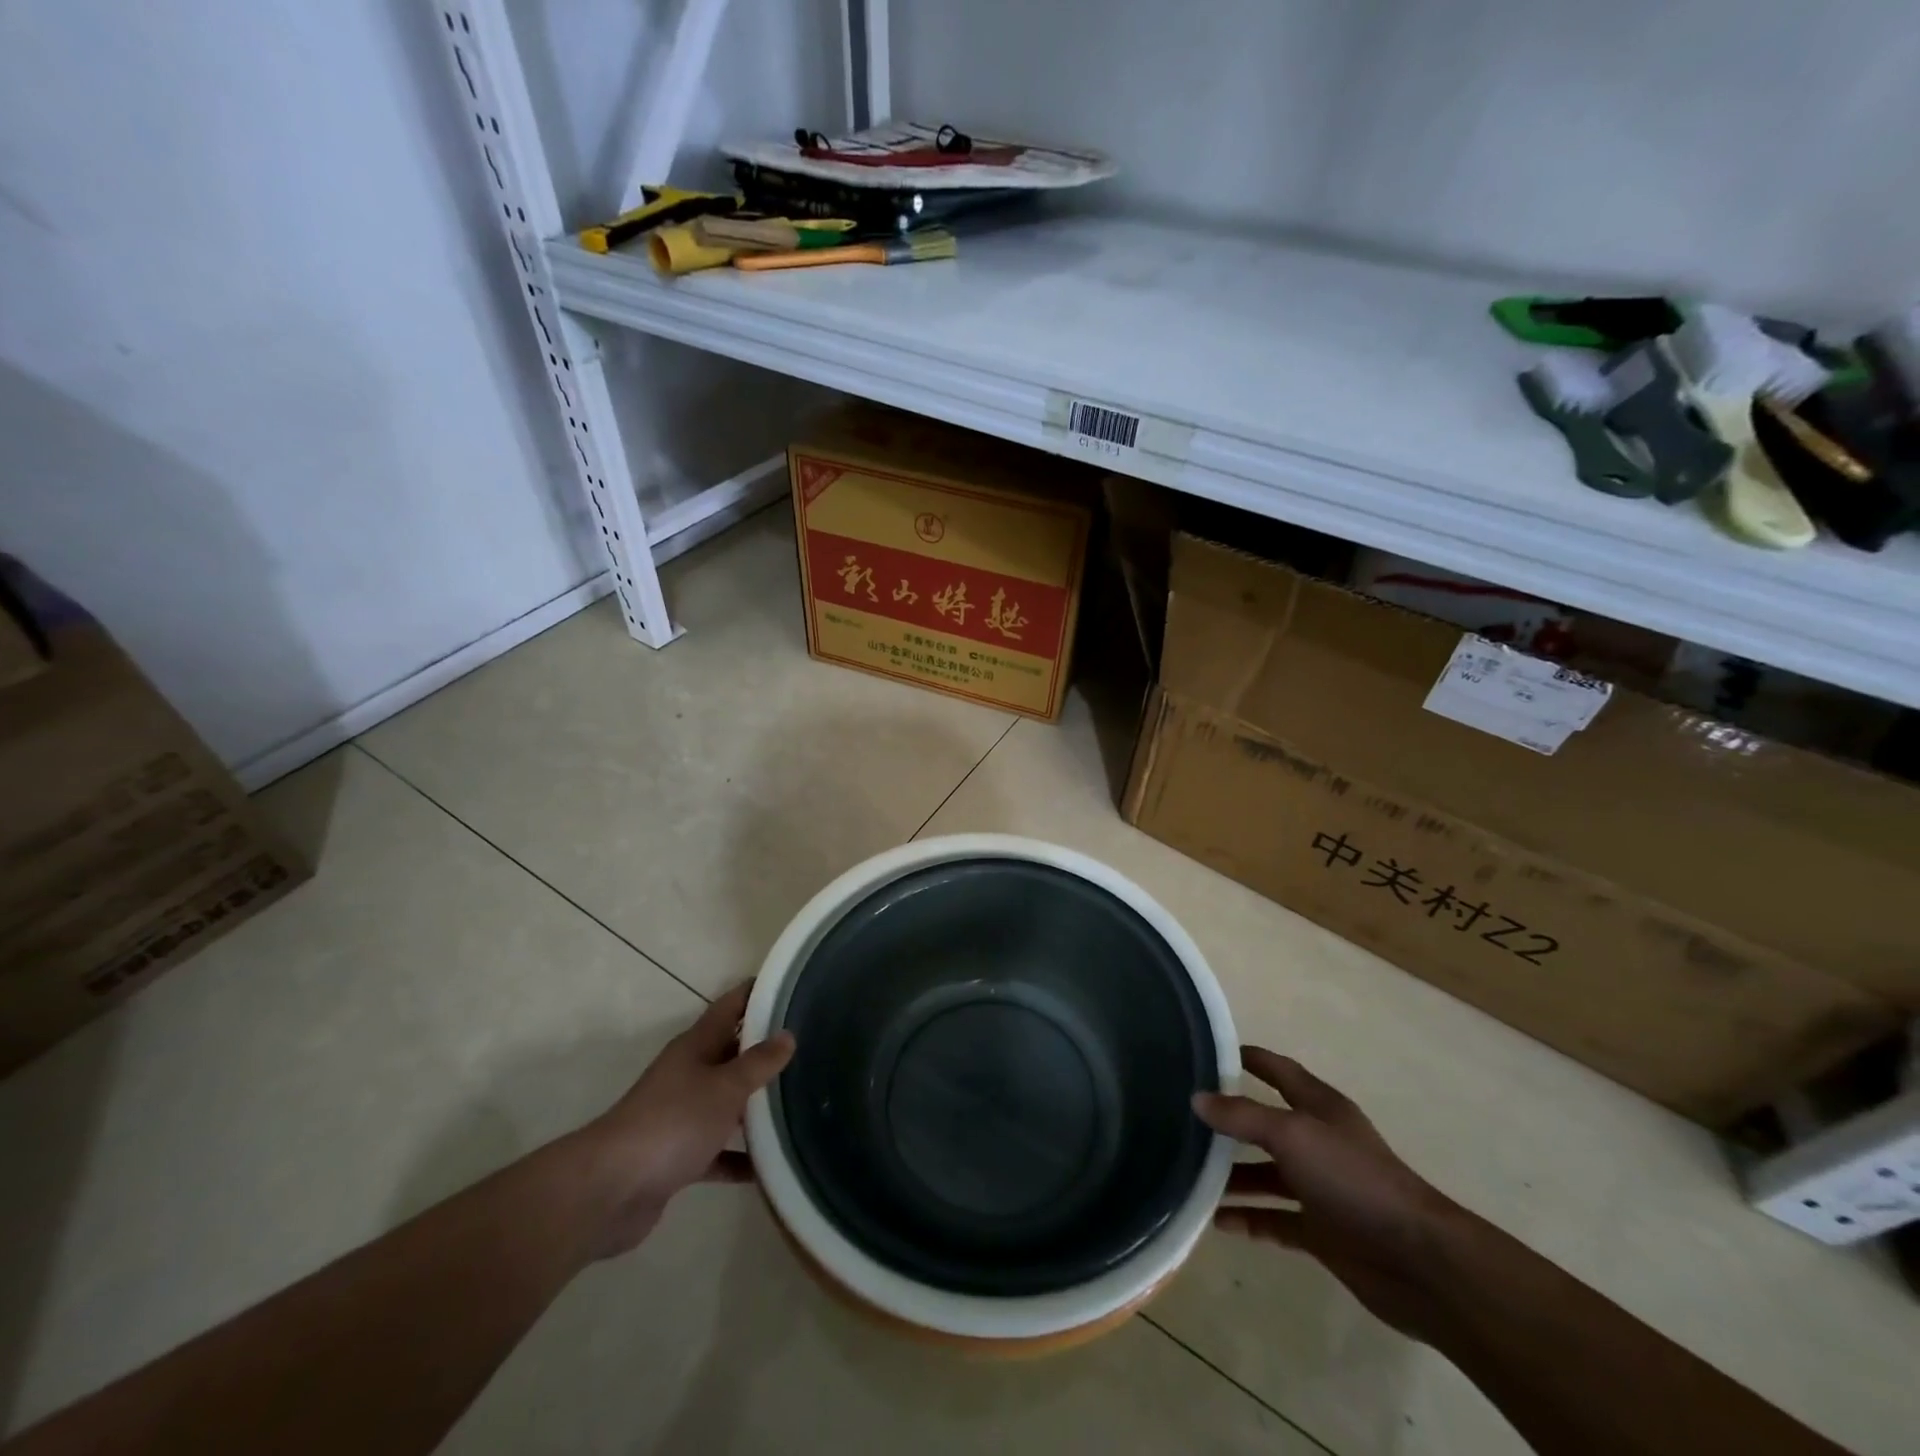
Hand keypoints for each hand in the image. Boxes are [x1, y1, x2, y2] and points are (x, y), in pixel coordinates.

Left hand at [574, 983, 795, 1257]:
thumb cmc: (674, 1121)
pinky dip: (740, 1157)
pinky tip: (769, 1166)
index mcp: (695, 1047)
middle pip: (731, 1053)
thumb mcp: (725, 1087)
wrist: (611, 1189)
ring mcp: (681, 1116)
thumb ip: (759, 1063)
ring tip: (799, 1103)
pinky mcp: (678, 1156)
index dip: (755, 993)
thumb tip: (788, 1035)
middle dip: (764, 1050)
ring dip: (755, 1105)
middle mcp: (688, 1074)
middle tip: (809, 1046)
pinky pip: (718, 1150)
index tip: (788, 986)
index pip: (729, 1007)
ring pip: (726, 1103)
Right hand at [1194, 1048, 1458, 1341]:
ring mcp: (1321, 1188)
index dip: (1247, 1058)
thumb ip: (1242, 1116)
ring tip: (1189, 1175)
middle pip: (1265, 1124)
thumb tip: (1197, 1098)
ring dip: (1232, 1176)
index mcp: (1319, 1107)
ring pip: (1266, 1174)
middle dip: (1228, 1122)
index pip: (1277, 1070)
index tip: (1207, 1053)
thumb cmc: (1354, 1179)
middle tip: (1183, 1119)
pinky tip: (1218, 1222)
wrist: (1419, 1262)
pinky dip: (1249, 1218)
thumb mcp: (1292, 1135)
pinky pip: (1275, 1219)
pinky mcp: (1323, 1232)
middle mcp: (1318, 1142)